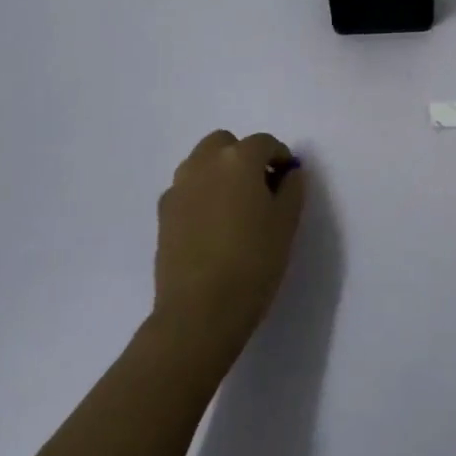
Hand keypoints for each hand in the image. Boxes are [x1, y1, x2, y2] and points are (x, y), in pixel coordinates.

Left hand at [152, 130, 306, 360]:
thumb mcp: (287, 223)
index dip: (281, 158)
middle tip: (260, 188)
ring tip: (236, 207)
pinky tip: (213, 226)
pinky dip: (202, 194)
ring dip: (220, 172)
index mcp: (238, 160)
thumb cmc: (253, 262)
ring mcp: (178, 188)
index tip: (289, 180)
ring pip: (202, 164)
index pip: (264, 143)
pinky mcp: (163, 214)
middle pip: (225, 144)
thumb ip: (292, 188)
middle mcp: (204, 163)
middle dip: (244, 157)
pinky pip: (187, 189)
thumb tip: (288, 172)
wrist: (199, 312)